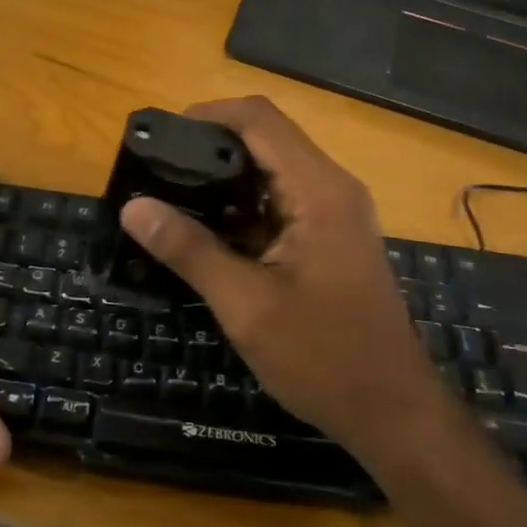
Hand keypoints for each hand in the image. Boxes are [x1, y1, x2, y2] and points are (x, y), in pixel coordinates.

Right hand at [118, 97, 445, 460]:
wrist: (393, 412)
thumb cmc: (323, 357)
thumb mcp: (246, 305)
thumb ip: (189, 249)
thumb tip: (133, 206)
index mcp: (318, 189)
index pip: (259, 118)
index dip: (208, 114)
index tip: (162, 138)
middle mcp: (332, 187)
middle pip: (266, 138)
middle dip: (210, 148)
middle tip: (158, 173)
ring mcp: (335, 212)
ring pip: (272, 170)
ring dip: (225, 179)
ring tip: (171, 198)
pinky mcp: (331, 236)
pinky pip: (281, 201)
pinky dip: (243, 207)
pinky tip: (206, 232)